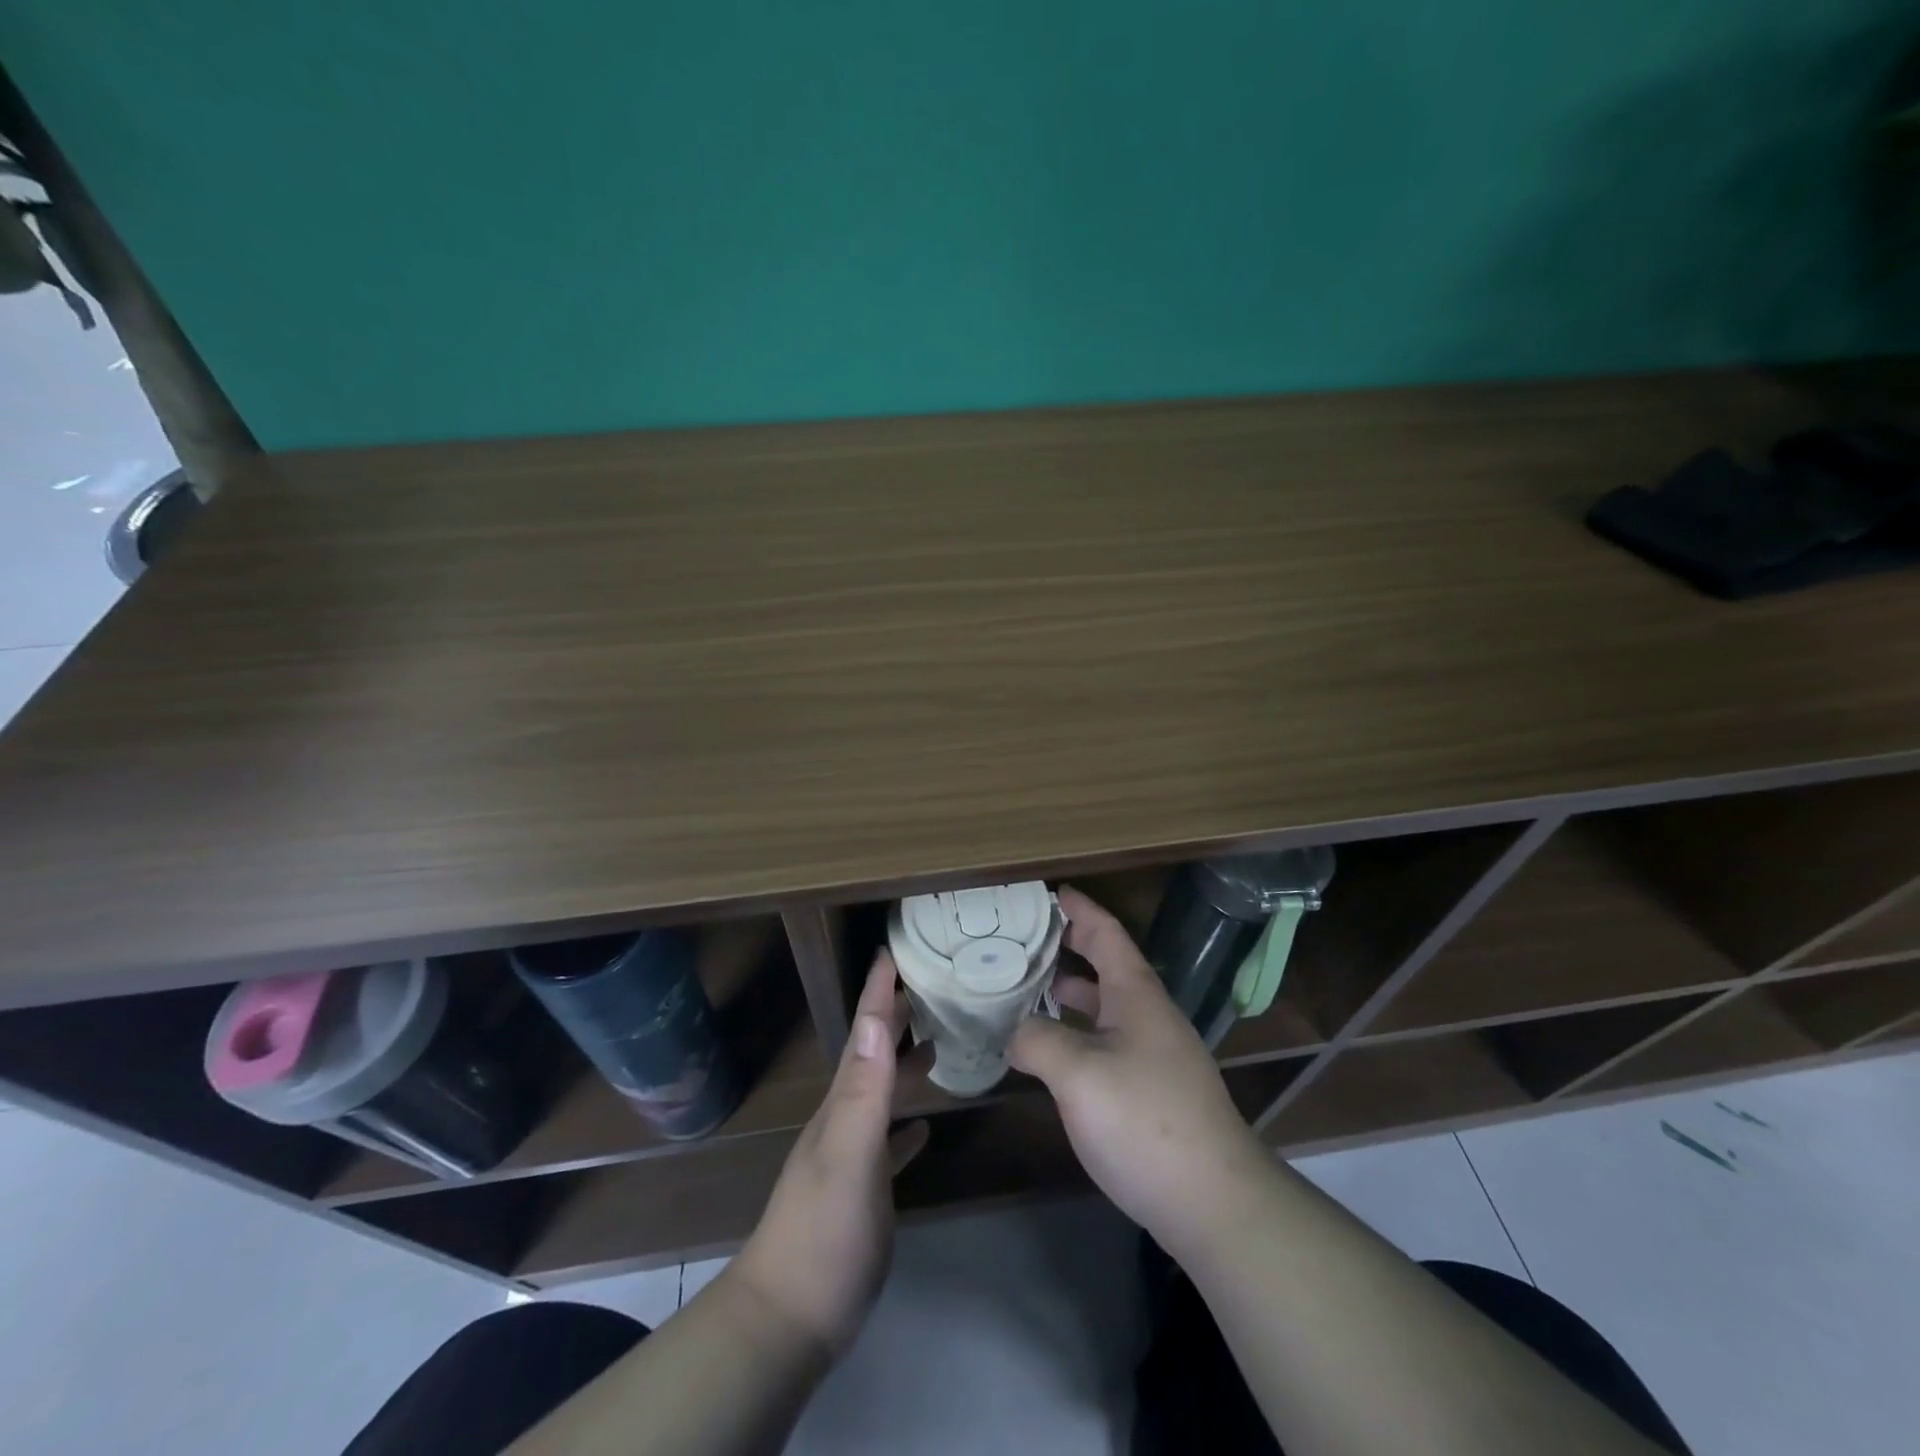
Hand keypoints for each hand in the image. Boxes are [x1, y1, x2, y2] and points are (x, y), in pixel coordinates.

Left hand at [727, 951, 927, 1357]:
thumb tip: (874, 1021)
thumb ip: (864, 1091)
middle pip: (873, 1054)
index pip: (863, 1033)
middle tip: (927, 983)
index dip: (878, 991)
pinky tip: (925, 1125)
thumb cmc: (823, 1232)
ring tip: (935, 1040)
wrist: (789, 1319)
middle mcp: (845, 1119)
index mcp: (843, 1103)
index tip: (894, 951)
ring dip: (902, 1063)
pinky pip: (889, 1144)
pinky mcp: (864, 1193)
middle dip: (894, 1015)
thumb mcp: (848, 1155)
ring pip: (881, 1093)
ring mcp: (852, 1157)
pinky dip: (906, 1126)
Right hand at [1008, 885, 1272, 1254]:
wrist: (1213, 1200)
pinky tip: (1053, 1052)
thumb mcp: (1078, 1074)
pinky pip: (1107, 1040)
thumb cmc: (1144, 1120)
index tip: (1050, 892)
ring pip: (1106, 1006)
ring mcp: (1154, 1054)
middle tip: (1025, 940)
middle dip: (1070, 947)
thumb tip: (1016, 1032)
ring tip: (1028, 990)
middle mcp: (1148, 1015)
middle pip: (1107, 964)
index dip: (1079, 909)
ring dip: (1071, 992)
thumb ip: (1038, 1040)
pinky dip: (1078, 1031)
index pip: (1106, 932)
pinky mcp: (1153, 1090)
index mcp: (1136, 994)